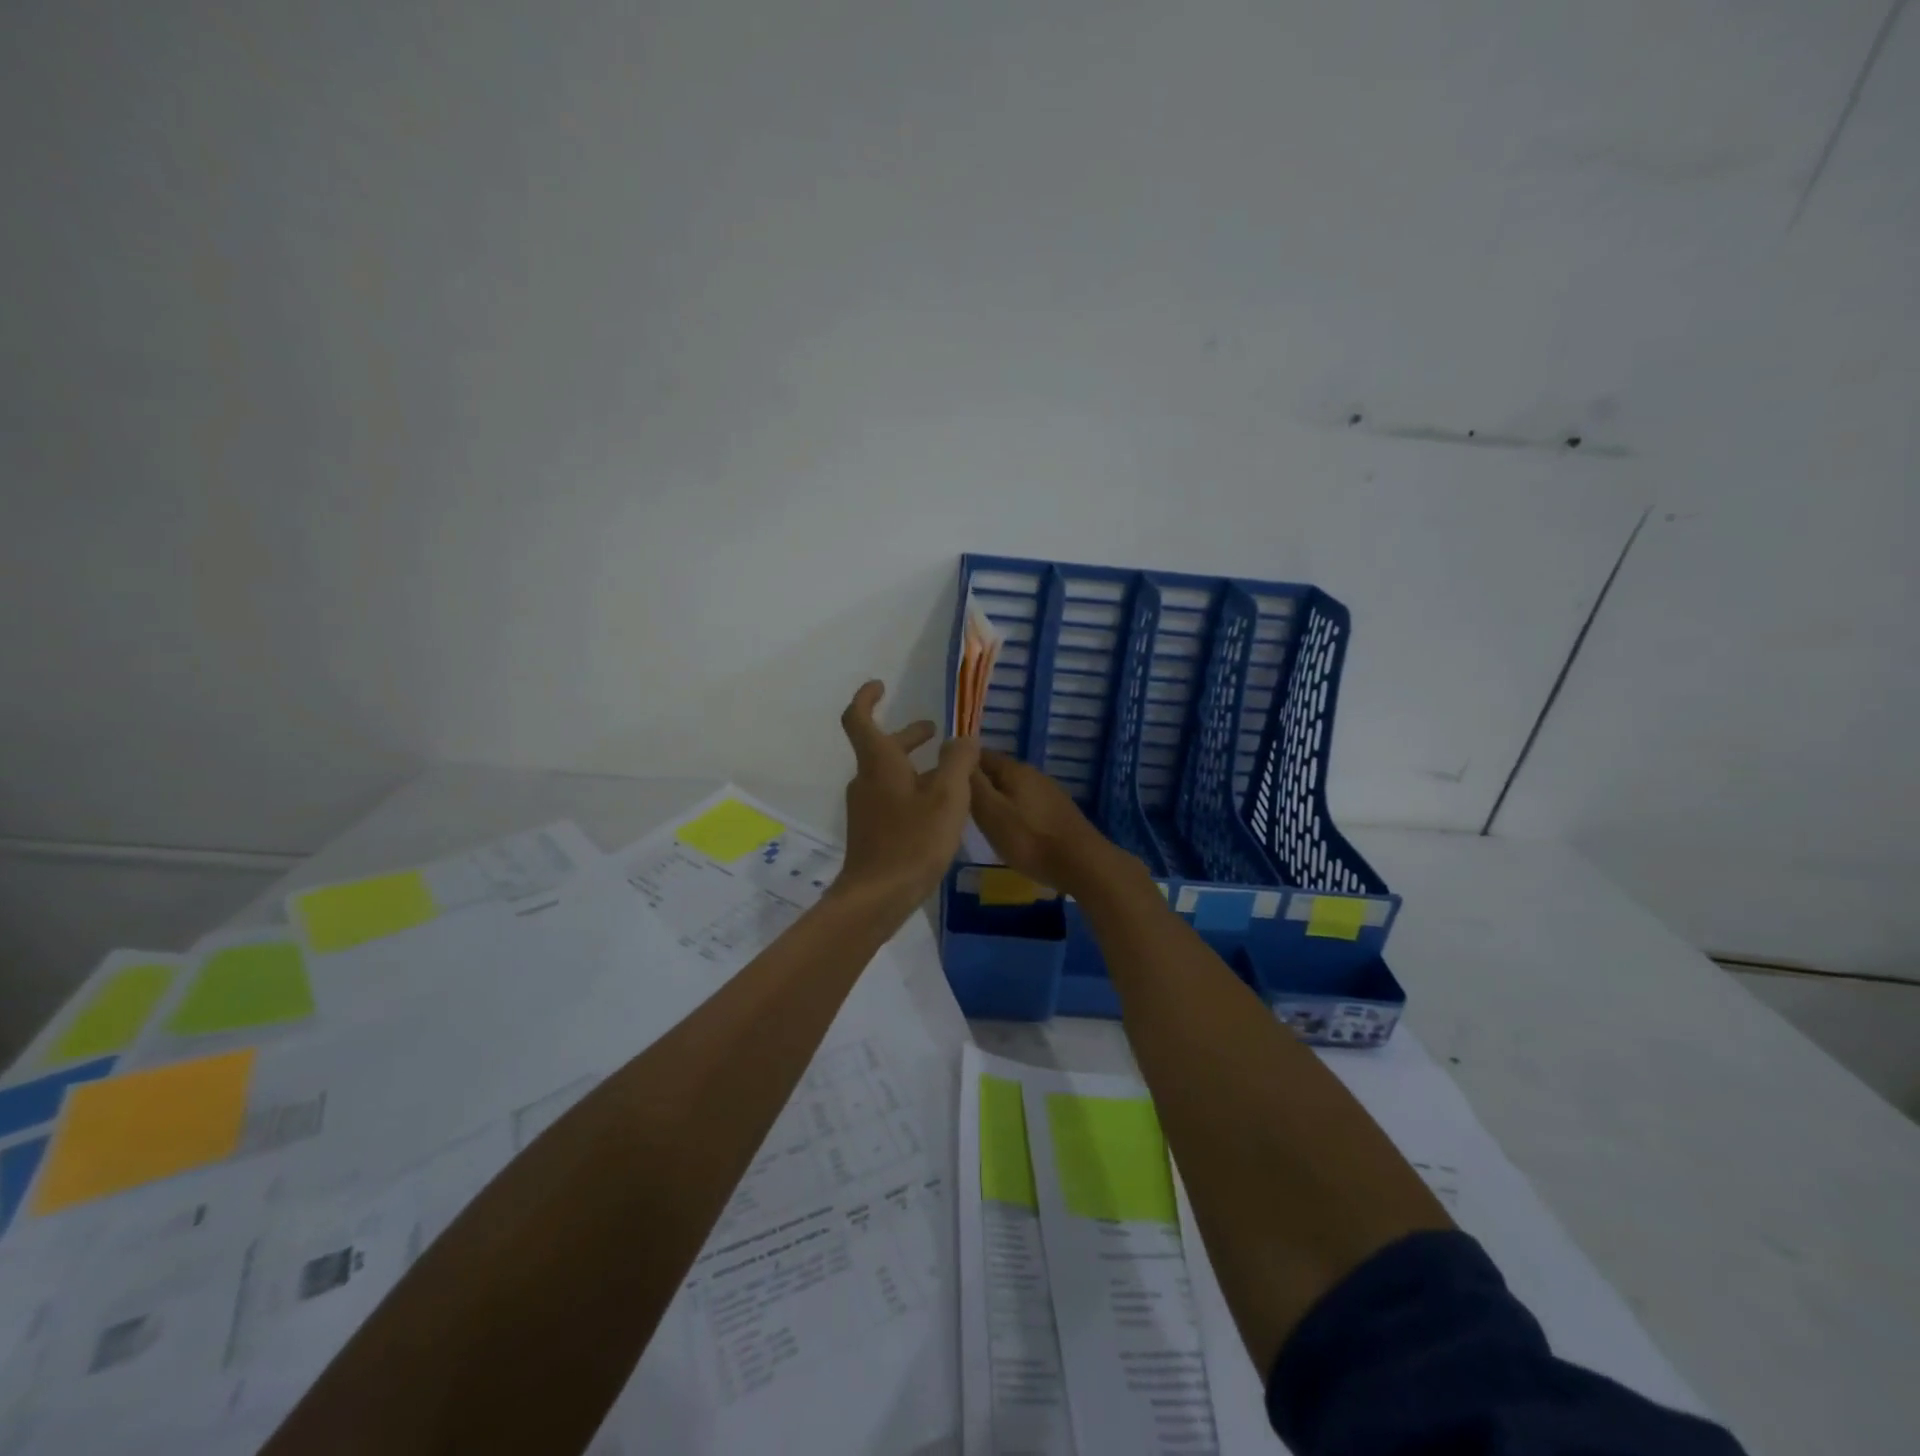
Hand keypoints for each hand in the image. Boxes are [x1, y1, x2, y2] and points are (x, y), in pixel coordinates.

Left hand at [834, 681, 979, 913]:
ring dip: (915, 765)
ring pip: (890, 775)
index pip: (859, 719)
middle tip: (933, 731)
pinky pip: (893, 799)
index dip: (867, 698)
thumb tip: (963, 738)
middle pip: (882, 748)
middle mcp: (867, 781)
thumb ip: (958, 761)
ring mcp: (867, 808)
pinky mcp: (873, 832)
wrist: (878, 897)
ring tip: (949, 772)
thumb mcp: (947, 796)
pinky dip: (913, 790)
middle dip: (908, 736)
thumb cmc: (913, 840)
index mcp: (879, 764)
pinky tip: (939, 809)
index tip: (880, 685)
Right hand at [969, 750, 1134, 896]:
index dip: (960, 767)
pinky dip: (1013, 813)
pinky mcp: (1058, 811)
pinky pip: (1027, 804)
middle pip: (997, 773)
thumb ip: (973, 784)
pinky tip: (1010, 831)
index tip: (944, 785)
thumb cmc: (1029, 839)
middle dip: (978, 786)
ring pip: (1012, 789)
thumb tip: (958, 752)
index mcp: (1014, 769)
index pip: (979, 755)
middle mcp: (1033, 774)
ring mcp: (1048, 792)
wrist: (1082, 863)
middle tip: (959, 807)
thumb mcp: (991, 812)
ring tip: (980, 822)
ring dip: (996, 801)